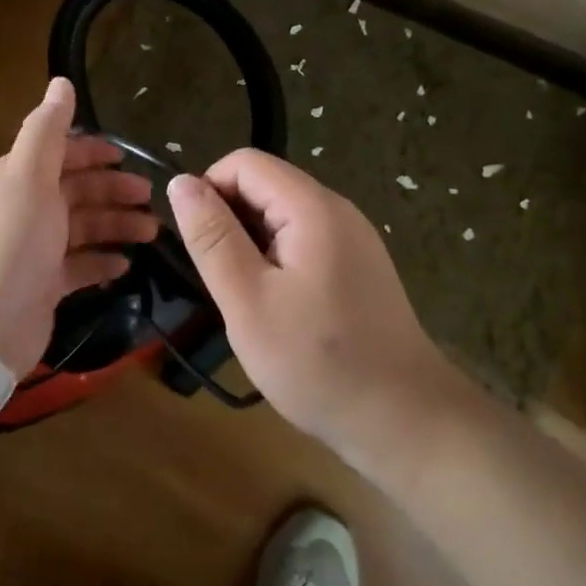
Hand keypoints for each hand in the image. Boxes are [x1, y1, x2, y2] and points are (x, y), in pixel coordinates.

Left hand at [0, 77, 157, 375]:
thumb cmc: (11, 240)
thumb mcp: (29, 175)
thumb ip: (47, 129)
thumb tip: (61, 81)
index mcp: (16, 177)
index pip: (59, 154)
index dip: (93, 153)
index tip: (127, 159)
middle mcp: (24, 208)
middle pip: (76, 190)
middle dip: (113, 191)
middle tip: (152, 199)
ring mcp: (34, 249)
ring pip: (82, 227)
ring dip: (116, 225)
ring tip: (152, 233)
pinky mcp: (44, 285)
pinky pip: (79, 265)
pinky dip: (101, 261)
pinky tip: (124, 264)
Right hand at [166, 150, 474, 467]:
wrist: (405, 422)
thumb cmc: (318, 362)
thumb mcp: (247, 300)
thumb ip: (212, 237)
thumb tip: (180, 182)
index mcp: (312, 207)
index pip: (245, 163)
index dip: (210, 191)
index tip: (198, 245)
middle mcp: (337, 209)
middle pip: (266, 184)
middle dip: (230, 220)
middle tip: (222, 281)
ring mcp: (353, 238)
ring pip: (282, 215)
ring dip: (252, 243)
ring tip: (247, 298)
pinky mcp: (359, 265)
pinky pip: (304, 240)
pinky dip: (278, 260)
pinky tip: (279, 307)